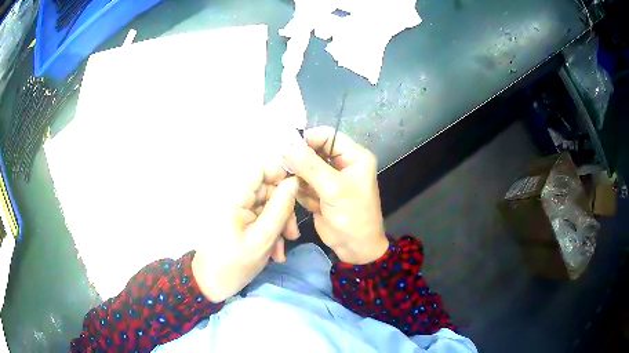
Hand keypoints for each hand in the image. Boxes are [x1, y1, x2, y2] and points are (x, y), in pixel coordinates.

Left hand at [191, 158, 299, 302]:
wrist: (211, 285)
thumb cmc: (234, 264)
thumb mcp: (262, 239)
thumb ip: (280, 209)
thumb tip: (294, 182)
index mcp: (234, 197)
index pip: (260, 169)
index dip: (281, 174)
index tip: (298, 192)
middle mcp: (235, 198)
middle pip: (267, 190)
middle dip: (283, 211)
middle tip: (292, 235)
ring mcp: (237, 211)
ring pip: (267, 207)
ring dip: (278, 226)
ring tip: (281, 251)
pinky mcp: (240, 222)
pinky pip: (260, 219)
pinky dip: (270, 233)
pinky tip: (274, 253)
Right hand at [282, 127, 388, 264]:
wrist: (355, 248)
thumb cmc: (353, 216)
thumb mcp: (333, 189)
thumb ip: (310, 165)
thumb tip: (287, 146)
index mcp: (354, 157)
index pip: (329, 136)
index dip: (309, 139)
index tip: (288, 148)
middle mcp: (342, 164)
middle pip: (314, 151)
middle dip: (300, 160)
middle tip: (283, 168)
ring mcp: (329, 179)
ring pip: (305, 168)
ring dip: (298, 178)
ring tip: (299, 191)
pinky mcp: (319, 192)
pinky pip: (303, 183)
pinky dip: (299, 190)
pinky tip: (307, 202)